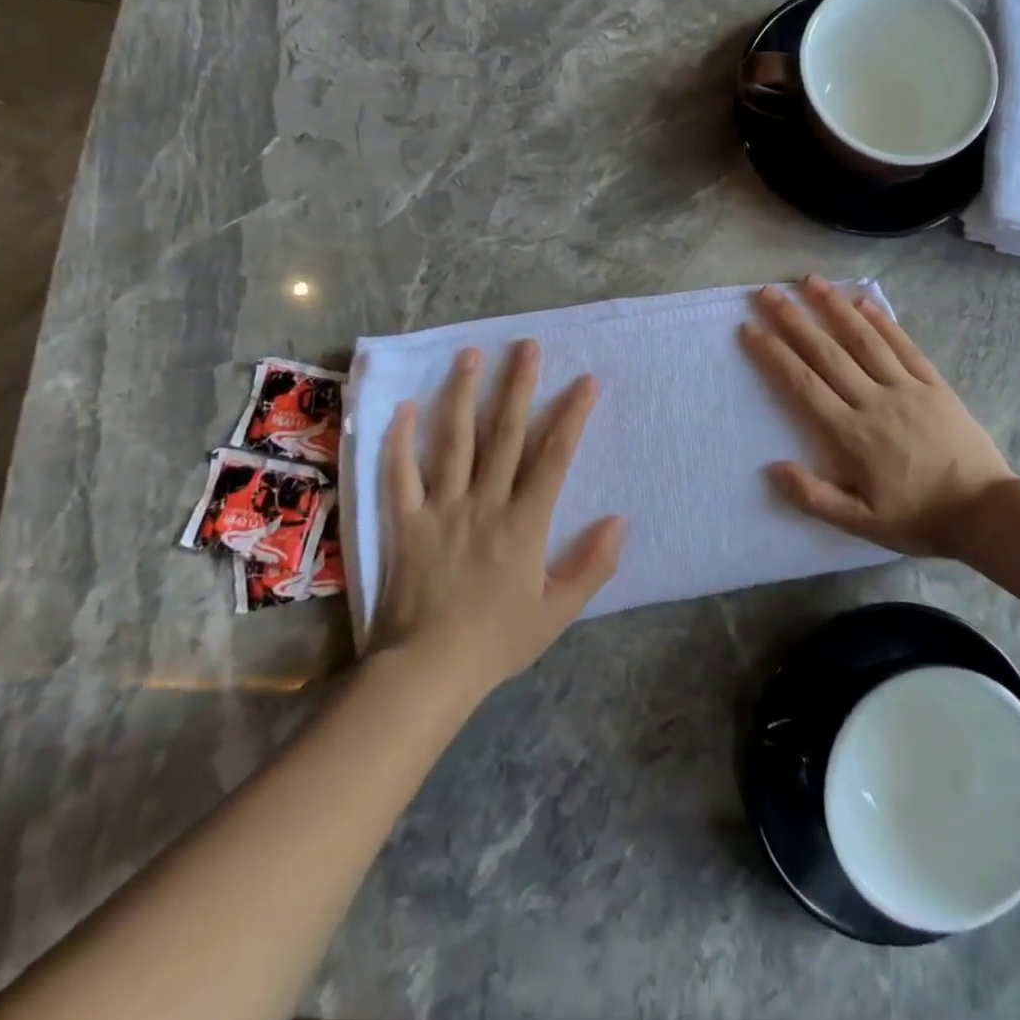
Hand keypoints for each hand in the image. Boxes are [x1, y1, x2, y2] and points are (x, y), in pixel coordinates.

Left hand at [379, 341, 623, 686]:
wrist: (425, 672)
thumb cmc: (497, 641)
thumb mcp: (558, 611)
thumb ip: (593, 565)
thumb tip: (620, 520)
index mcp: (524, 523)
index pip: (553, 457)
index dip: (572, 416)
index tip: (586, 381)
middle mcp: (484, 503)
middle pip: (504, 435)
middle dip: (518, 387)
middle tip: (526, 346)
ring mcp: (441, 509)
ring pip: (453, 441)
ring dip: (462, 395)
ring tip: (471, 355)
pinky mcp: (405, 522)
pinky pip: (399, 475)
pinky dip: (400, 440)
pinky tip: (404, 406)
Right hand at [739, 277, 1016, 558]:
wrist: (985, 511)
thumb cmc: (918, 519)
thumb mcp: (861, 524)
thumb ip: (814, 497)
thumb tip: (773, 468)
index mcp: (852, 434)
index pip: (803, 385)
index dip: (774, 354)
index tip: (751, 329)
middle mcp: (875, 401)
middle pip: (827, 353)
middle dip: (794, 320)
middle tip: (768, 292)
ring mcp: (907, 388)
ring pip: (864, 340)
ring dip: (835, 307)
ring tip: (811, 281)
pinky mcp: (934, 385)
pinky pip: (904, 346)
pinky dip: (883, 322)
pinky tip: (865, 301)